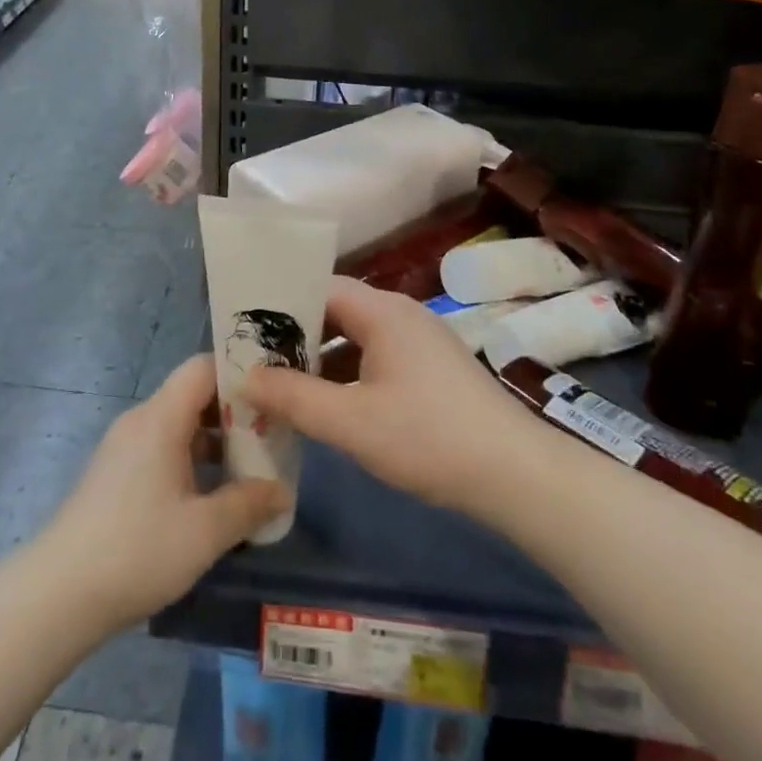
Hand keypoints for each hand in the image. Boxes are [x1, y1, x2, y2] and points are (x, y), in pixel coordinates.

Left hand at [39, 355, 290, 629]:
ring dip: (215, 441)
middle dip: (235, 413)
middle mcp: (141, 421)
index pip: (203, 367)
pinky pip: (162, 449)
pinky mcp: (115, 475)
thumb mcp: (205, 531)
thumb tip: (283, 491)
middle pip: (193, 395)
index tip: (275, 394)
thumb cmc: (137, 550)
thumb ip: (249, 505)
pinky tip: (212, 497)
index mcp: (161, 418)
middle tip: (273, 436)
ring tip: (251, 469)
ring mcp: (124, 448)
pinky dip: (192, 460)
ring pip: (179, 426)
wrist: (58, 594)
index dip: (240, 373)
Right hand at [244, 277, 535, 514]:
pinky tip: (327, 405)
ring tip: (280, 385)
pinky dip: (346, 375)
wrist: (516, 474)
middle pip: (335, 311)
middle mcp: (400, 315)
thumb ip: (294, 398)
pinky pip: (375, 358)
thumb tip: (245, 378)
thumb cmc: (428, 437)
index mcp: (382, 312)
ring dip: (319, 359)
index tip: (245, 327)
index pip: (319, 286)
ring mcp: (418, 342)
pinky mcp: (429, 370)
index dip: (280, 303)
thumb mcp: (351, 422)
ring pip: (354, 338)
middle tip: (254, 359)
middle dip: (295, 336)